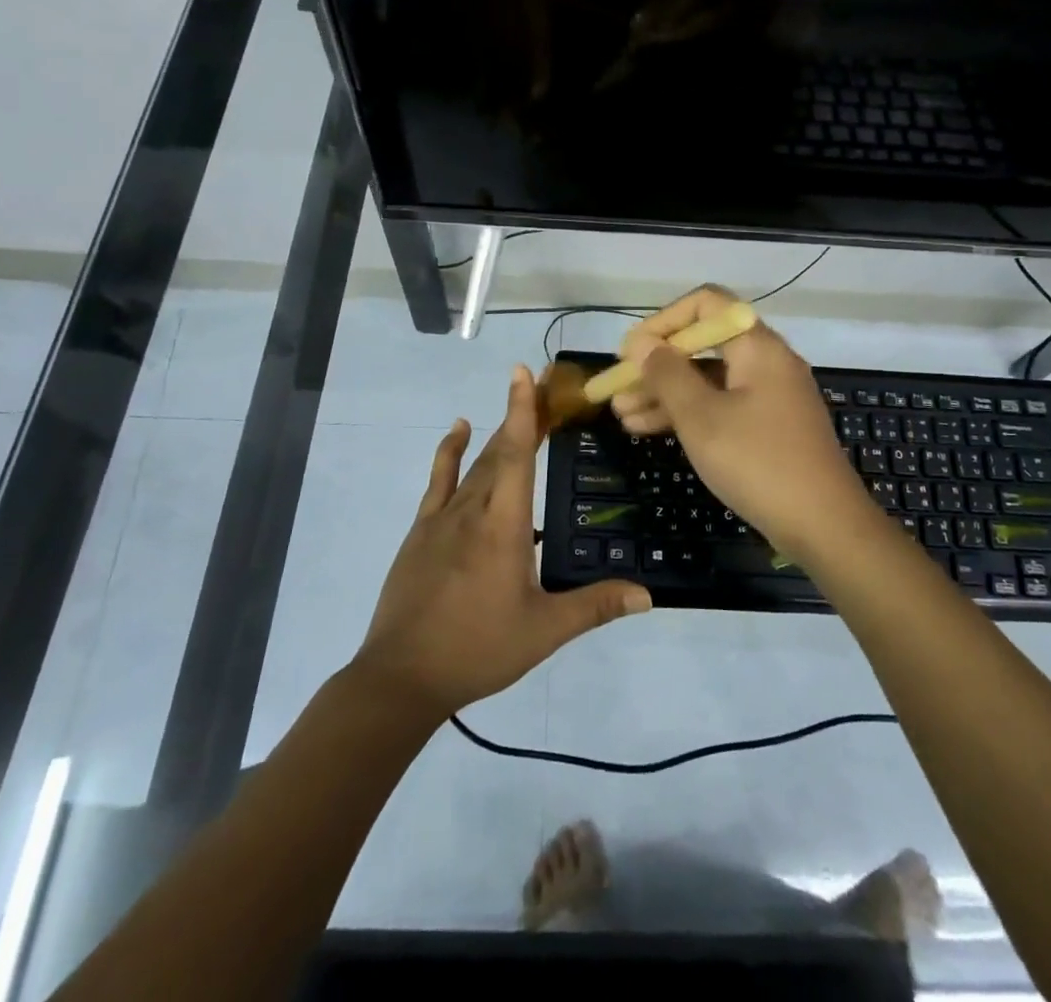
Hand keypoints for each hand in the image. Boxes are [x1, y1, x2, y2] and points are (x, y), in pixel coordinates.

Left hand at [354, 365, 650, 716]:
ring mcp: (442, 518)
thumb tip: (647, 594)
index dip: (522, 411)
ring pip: (473, 463)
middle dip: (521, 415)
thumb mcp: (544, 631)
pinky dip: (448, 451)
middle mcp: (472, 510)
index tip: (525, 373)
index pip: (515, 455)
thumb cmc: (478, 649)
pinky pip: (438, 480)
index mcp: (503, 526)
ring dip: (496, 432)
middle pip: (499, 450)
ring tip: (517, 403)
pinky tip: (457, 430)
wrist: (403, 676)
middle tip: (543, 383)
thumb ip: (594, 607)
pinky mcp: (421, 531)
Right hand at [612, 286, 878, 558]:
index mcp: (757, 346)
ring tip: (621, 416)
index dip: (663, 321)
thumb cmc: (758, 462)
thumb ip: (667, 374)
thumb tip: (641, 343)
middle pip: (703, 345)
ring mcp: (769, 396)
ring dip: (664, 394)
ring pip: (708, 381)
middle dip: (656, 365)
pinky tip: (648, 430)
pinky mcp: (769, 427)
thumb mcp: (701, 417)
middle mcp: (766, 362)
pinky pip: (721, 406)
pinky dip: (688, 414)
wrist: (825, 526)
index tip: (631, 352)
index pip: (706, 304)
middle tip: (616, 389)